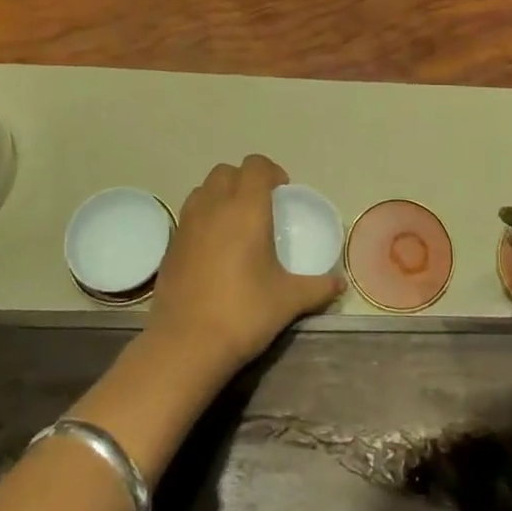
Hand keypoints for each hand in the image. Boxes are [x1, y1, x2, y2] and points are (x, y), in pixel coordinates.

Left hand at [150, 155, 343, 378]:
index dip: (271, 172)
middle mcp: (214, 207)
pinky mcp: (170, 246)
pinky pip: (189, 215)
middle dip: (244, 180)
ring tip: (235, 224)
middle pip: (226, 171)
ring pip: (203, 189)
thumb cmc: (243, 313)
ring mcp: (187, 224)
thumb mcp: (289, 300)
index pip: (255, 165)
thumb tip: (341, 284)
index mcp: (246, 209)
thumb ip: (318, 287)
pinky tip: (214, 250)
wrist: (185, 345)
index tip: (282, 192)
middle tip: (261, 207)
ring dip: (220, 195)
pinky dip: (203, 218)